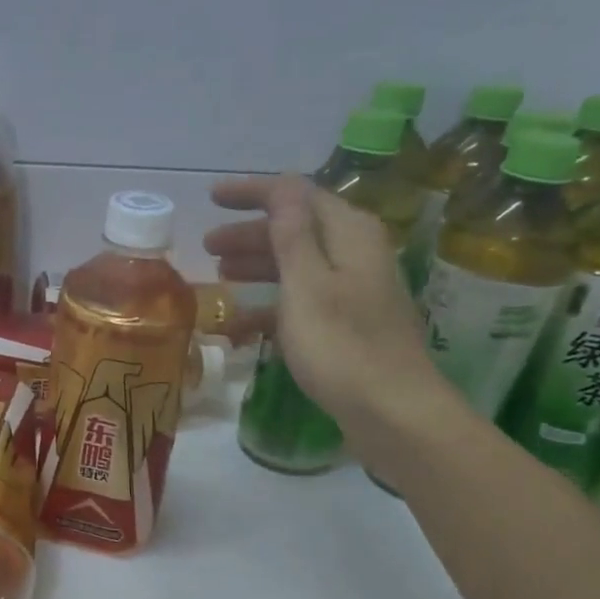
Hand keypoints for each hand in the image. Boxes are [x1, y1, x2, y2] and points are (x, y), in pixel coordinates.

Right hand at [205, 174, 470, 473]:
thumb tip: (283, 186)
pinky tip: (241, 324)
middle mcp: (355, 254)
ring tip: (220, 277)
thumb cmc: (341, 346)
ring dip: (257, 268)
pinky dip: (271, 306)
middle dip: (250, 234)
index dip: (254, 193)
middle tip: (208, 247)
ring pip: (297, 267)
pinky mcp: (347, 326)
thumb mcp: (307, 285)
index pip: (297, 195)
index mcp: (350, 234)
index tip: (212, 198)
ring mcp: (353, 292)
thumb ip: (291, 234)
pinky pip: (302, 303)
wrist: (391, 412)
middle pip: (297, 230)